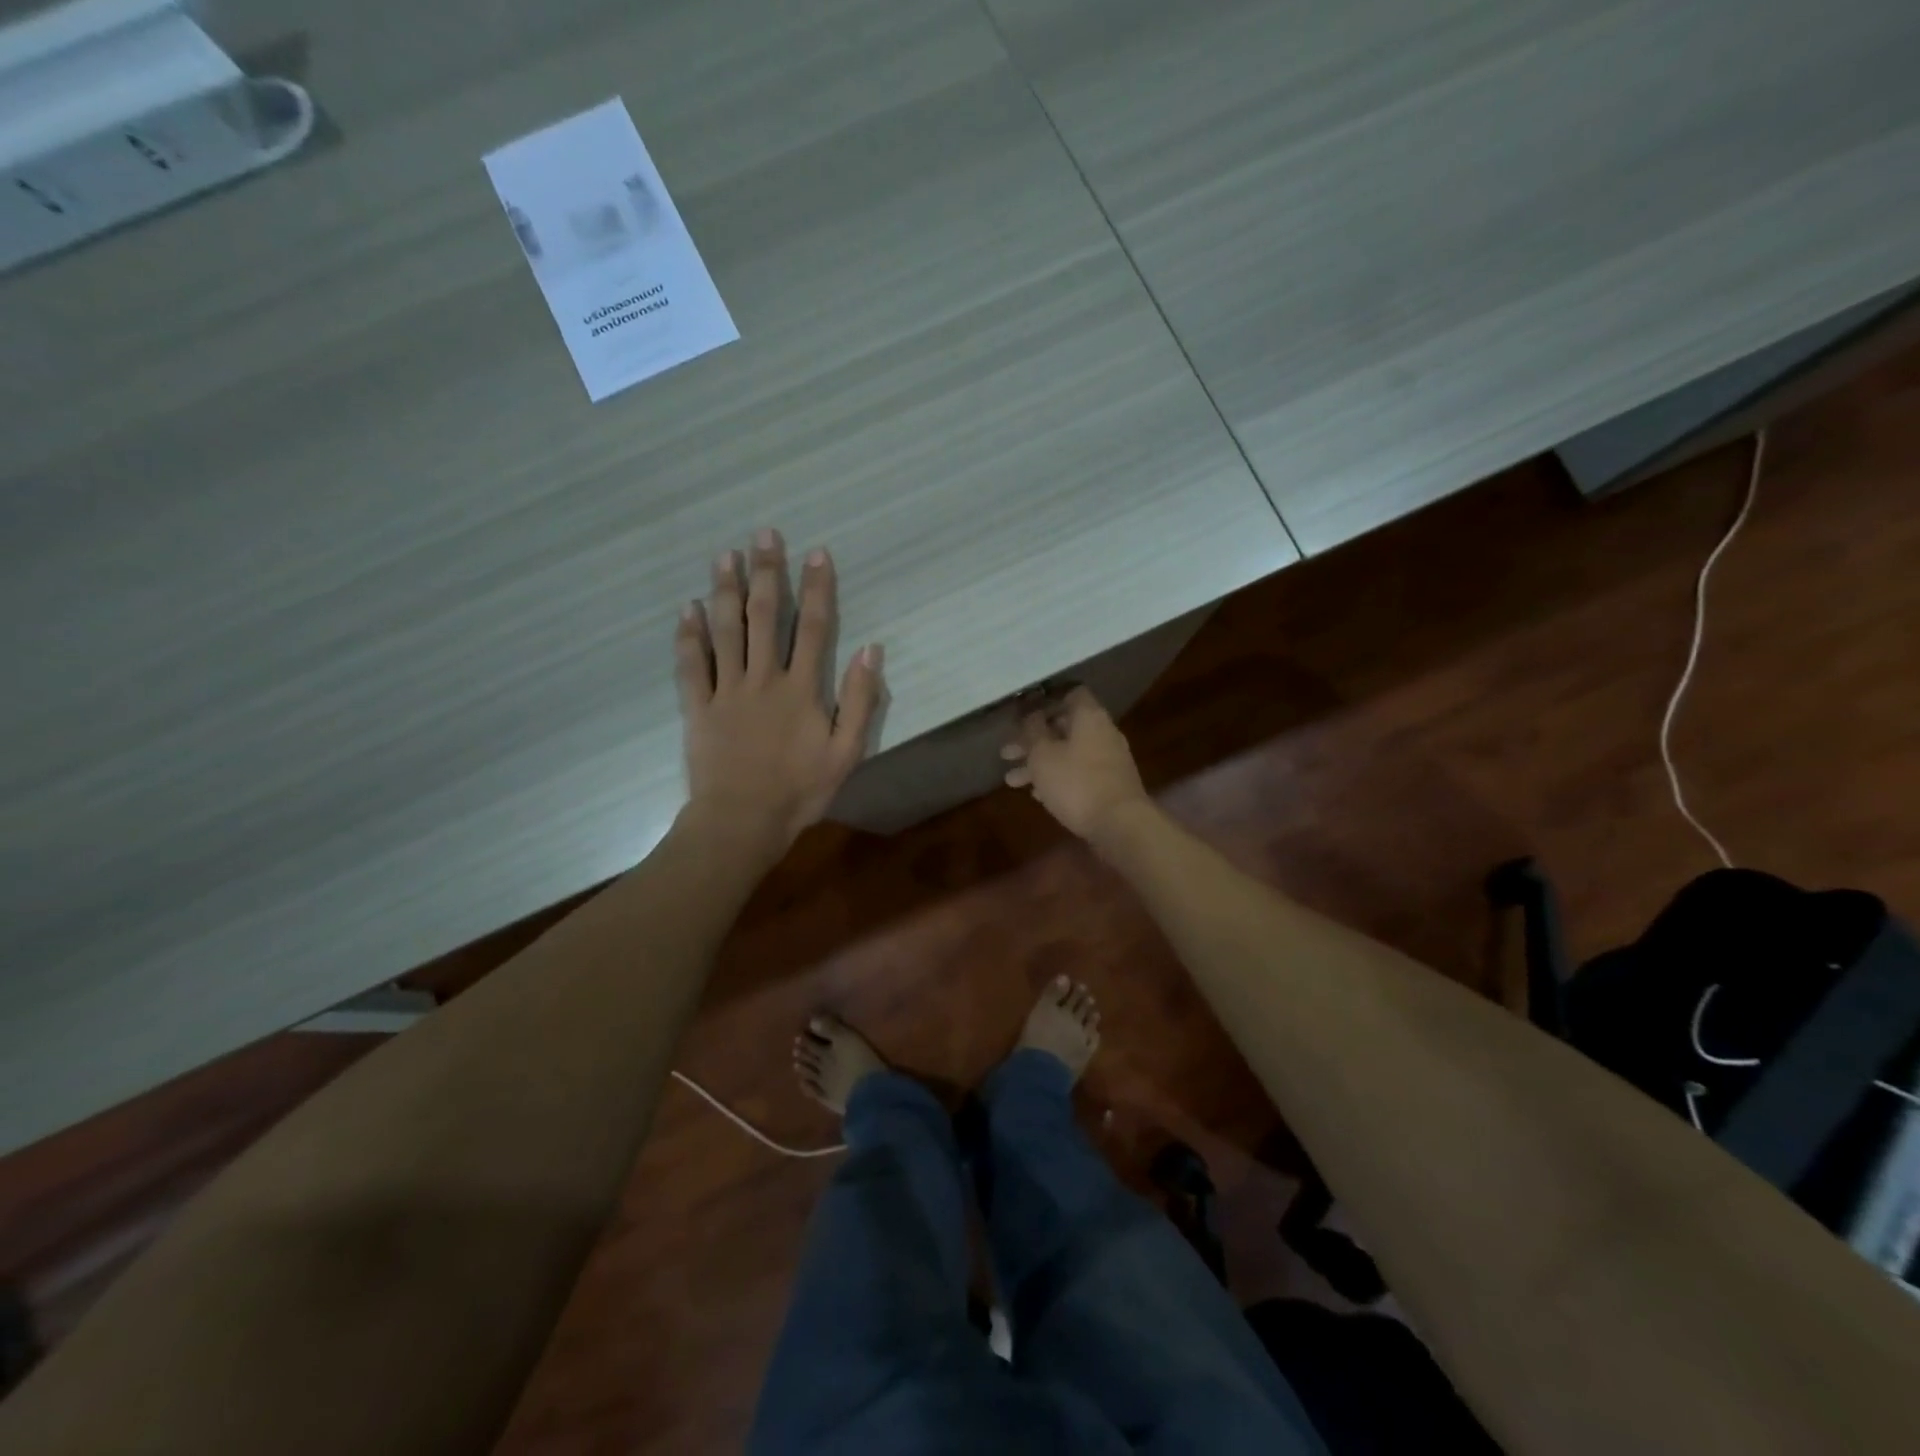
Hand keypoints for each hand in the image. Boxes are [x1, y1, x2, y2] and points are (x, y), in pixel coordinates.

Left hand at [676, 529, 883, 851]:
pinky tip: (687, 609)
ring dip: (725, 591)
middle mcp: (763, 678)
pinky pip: (691, 666)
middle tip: (764, 535)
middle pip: (766, 617)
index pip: (814, 628)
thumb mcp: (846, 752)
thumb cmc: (800, 791)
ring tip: (725, 556)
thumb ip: (860, 701)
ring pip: (725, 631)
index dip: (817, 588)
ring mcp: (726, 691)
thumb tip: (871, 651)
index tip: (816, 553)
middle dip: (767, 574)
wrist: (742, 821)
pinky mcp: (698, 708)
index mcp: (801, 689)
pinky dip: (688, 636)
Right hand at [1001, 687, 1149, 841]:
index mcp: (1089, 717)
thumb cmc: (1076, 783)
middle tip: (1006, 754)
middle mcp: (1103, 732)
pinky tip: (1037, 795)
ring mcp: (1109, 759)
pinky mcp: (1110, 784)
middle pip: (1064, 727)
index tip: (1022, 714)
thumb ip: (1032, 731)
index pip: (1070, 694)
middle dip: (1033, 740)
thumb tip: (1031, 715)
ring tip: (1012, 781)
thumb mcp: (1043, 755)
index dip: (1045, 701)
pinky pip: (1079, 773)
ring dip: (1040, 763)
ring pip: (1068, 753)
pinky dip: (1058, 779)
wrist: (1120, 824)